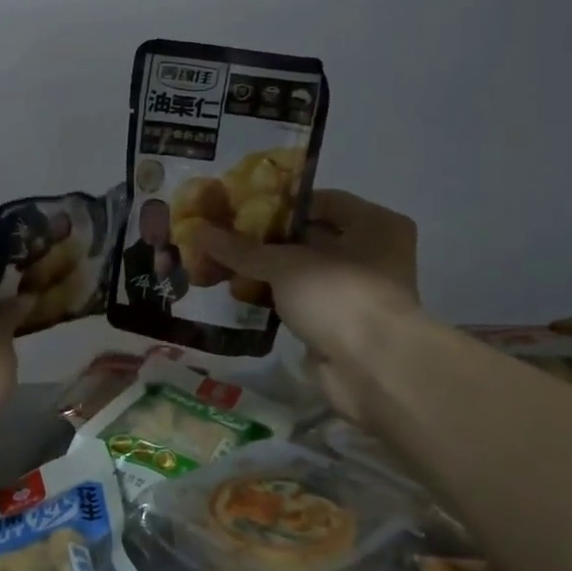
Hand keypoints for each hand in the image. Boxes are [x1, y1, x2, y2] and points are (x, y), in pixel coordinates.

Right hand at [203, 191, 420, 419]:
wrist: (372, 370)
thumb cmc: (338, 295)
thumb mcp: (284, 264)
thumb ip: (241, 249)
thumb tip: (197, 230)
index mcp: (374, 224)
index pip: (320, 201)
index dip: (279, 203)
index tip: (240, 209)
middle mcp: (373, 253)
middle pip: (311, 237)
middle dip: (267, 240)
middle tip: (226, 238)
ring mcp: (359, 292)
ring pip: (304, 273)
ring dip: (268, 273)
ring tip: (224, 266)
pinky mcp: (342, 325)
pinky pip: (303, 302)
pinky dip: (276, 300)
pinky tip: (241, 297)